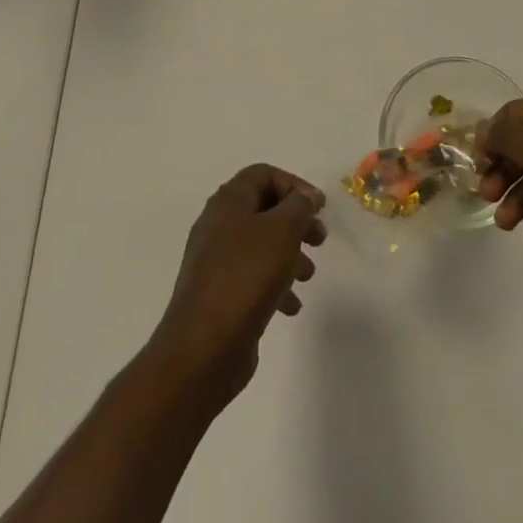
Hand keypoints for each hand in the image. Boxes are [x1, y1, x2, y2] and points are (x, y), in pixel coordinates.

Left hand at [150, 163, 326, 409]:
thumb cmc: (245, 276)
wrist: (203, 348)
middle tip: (320, 239)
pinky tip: (291, 306)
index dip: (295, 185)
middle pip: (264, 209)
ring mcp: (216, 262)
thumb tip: (306, 197)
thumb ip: (299, 206)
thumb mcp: (282, 231)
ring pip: (261, 245)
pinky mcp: (219, 295)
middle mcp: (218, 225)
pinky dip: (275, 284)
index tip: (319, 207)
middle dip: (296, 221)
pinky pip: (253, 278)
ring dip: (289, 254)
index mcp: (228, 202)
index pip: (264, 174)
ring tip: (307, 275)